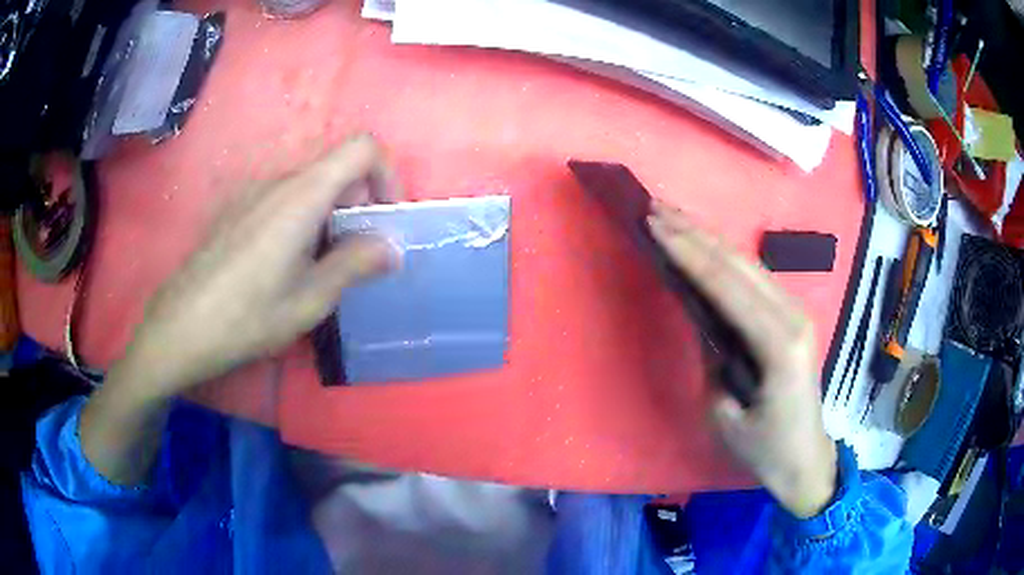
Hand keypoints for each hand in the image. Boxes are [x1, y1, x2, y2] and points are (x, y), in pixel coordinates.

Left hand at [114, 134, 401, 401]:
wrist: (180, 328)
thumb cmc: (246, 317)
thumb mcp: (310, 300)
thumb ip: (356, 264)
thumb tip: (393, 246)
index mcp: (302, 195)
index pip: (361, 148)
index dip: (385, 175)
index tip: (383, 220)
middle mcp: (277, 182)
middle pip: (336, 169)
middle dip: (359, 204)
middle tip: (356, 258)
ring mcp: (252, 193)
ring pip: (309, 187)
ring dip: (330, 216)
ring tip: (320, 268)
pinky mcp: (236, 210)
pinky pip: (282, 200)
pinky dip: (302, 221)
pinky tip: (284, 268)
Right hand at [648, 201, 836, 518]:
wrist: (805, 458)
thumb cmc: (765, 448)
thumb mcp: (725, 414)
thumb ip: (712, 359)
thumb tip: (700, 317)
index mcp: (778, 344)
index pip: (726, 285)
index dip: (687, 252)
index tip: (653, 224)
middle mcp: (792, 316)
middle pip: (739, 262)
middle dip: (695, 233)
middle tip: (655, 207)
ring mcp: (796, 312)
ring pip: (748, 262)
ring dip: (708, 238)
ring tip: (673, 217)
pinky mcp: (792, 316)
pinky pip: (755, 276)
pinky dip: (725, 257)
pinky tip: (705, 246)